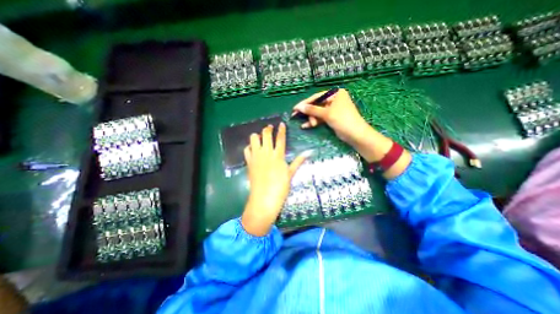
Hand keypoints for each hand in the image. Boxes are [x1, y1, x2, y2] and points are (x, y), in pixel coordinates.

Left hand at [242, 123, 305, 235]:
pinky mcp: (249, 162)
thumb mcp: (290, 173)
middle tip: (269, 128)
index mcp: (278, 155)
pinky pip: (246, 150)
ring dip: (257, 136)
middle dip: (267, 129)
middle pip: (265, 135)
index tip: (281, 123)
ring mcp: (256, 156)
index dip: (281, 130)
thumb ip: (298, 161)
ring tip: (260, 138)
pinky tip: (253, 149)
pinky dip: (249, 147)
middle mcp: (266, 153)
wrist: (264, 198)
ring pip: (253, 139)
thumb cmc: (280, 187)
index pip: (280, 138)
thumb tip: (308, 153)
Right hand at [294, 89, 410, 180]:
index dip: (305, 103)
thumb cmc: (343, 120)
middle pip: (316, 104)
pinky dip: (314, 122)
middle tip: (296, 116)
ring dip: (311, 118)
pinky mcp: (331, 117)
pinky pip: (320, 118)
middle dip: (308, 112)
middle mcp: (334, 99)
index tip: (295, 108)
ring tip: (306, 125)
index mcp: (335, 93)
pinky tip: (306, 126)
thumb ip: (312, 110)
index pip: (316, 97)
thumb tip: (299, 107)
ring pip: (317, 112)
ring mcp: (332, 109)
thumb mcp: (326, 114)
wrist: (355, 134)